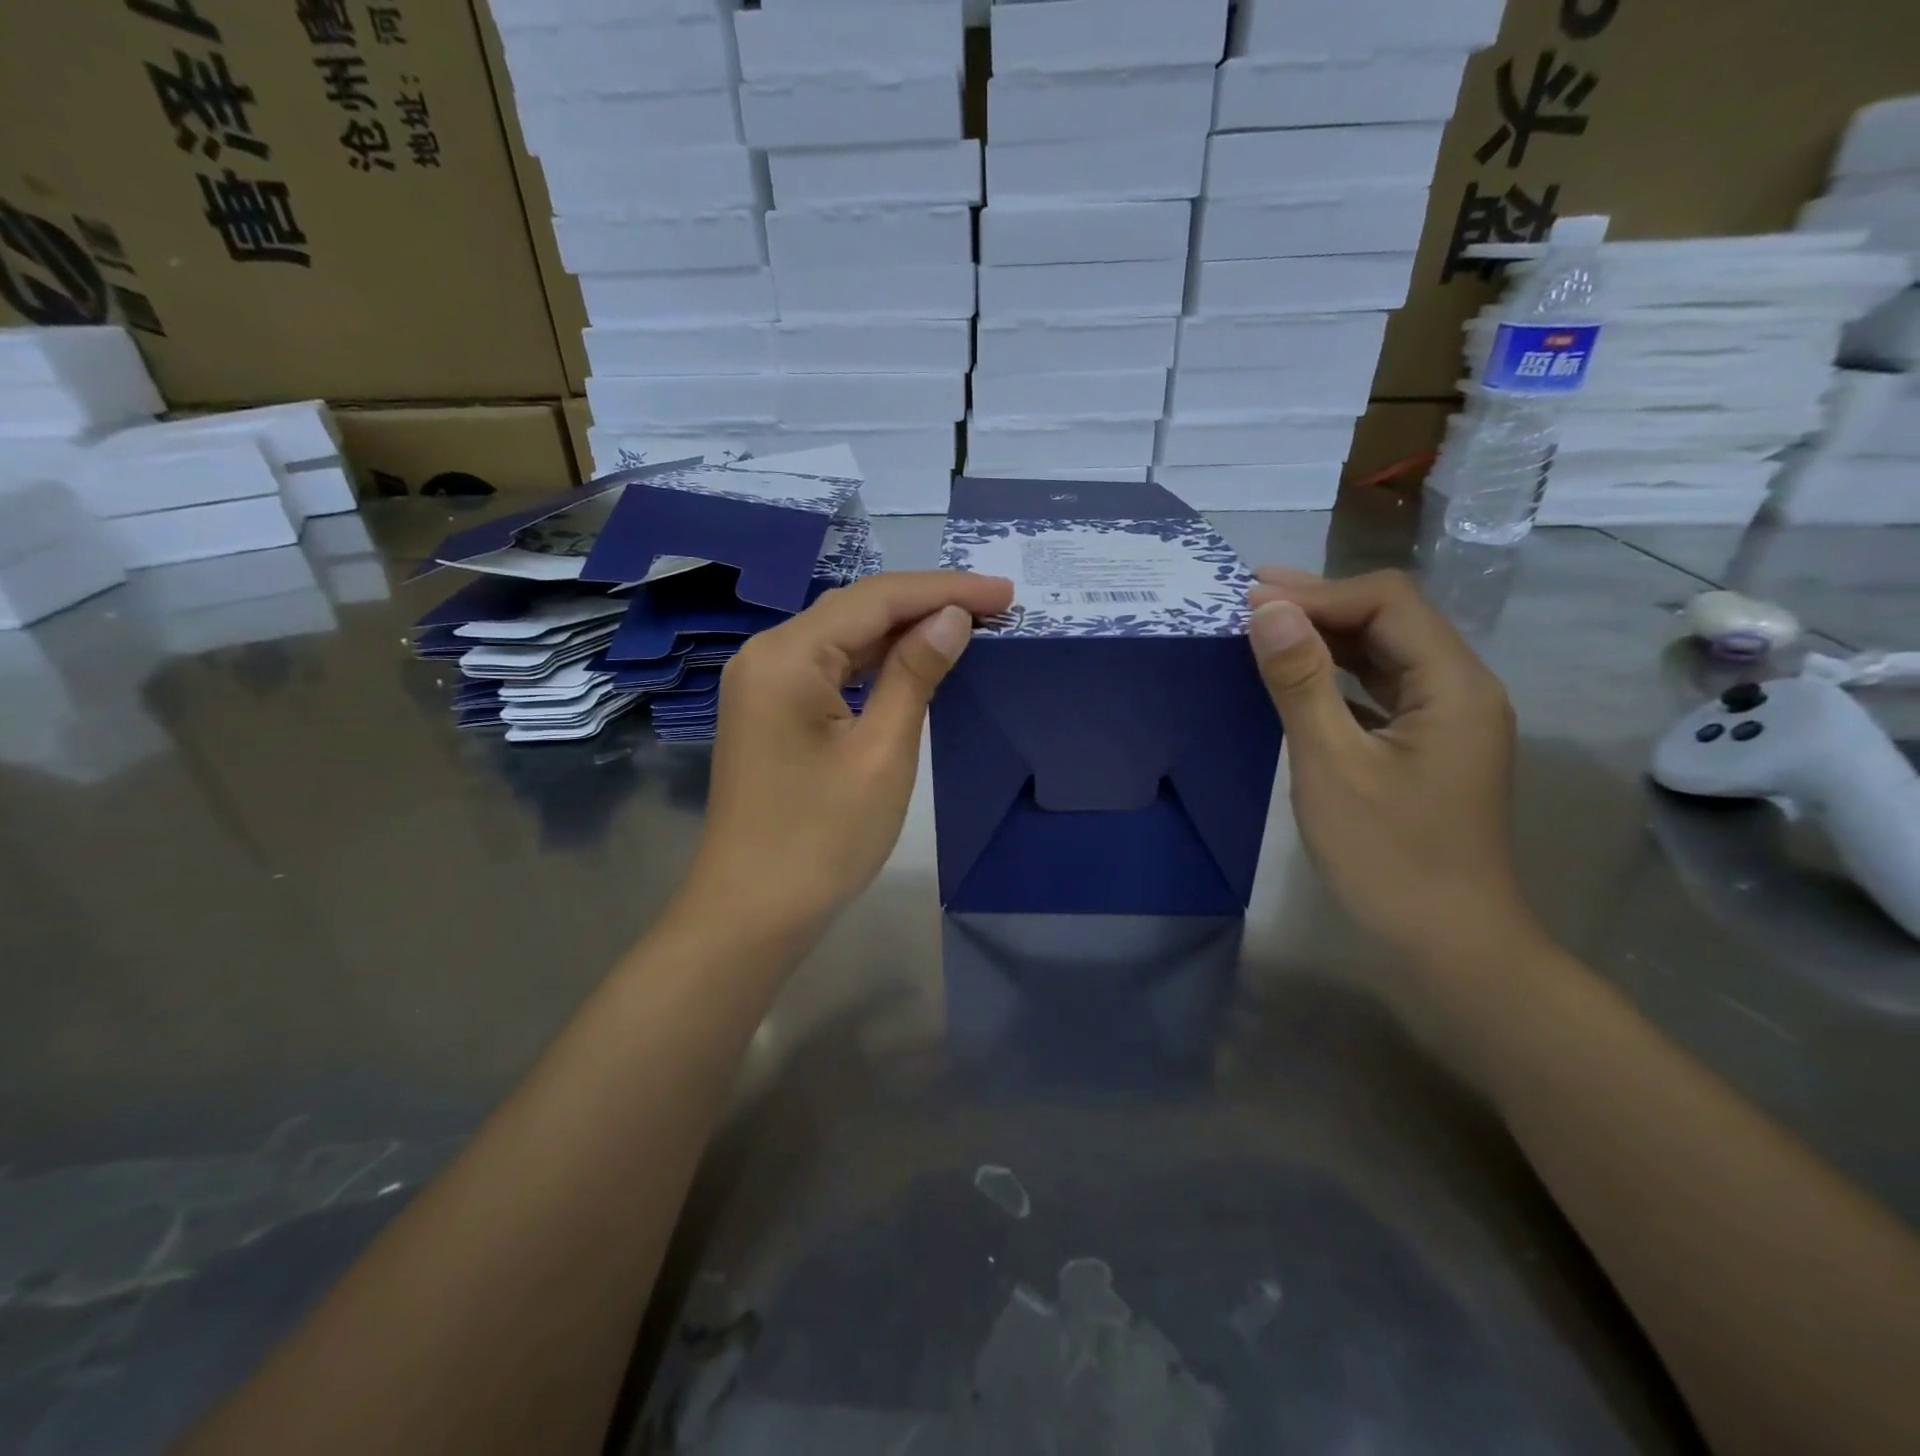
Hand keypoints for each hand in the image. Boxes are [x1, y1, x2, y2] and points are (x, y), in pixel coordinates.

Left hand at [683, 570, 1014, 941]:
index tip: (1004, 592)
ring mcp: (762, 684)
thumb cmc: (822, 839)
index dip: (944, 590)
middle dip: (926, 604)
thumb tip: (951, 618)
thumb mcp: (882, 753)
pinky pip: (828, 669)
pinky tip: (912, 662)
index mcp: (786, 655)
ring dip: (902, 631)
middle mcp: (766, 655)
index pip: (876, 599)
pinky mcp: (770, 711)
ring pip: (842, 638)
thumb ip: (915, 674)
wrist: (752, 913)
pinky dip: (874, 662)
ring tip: (966, 626)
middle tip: (995, 606)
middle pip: (856, 610)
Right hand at [1247, 568, 1536, 962]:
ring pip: (1386, 653)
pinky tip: (1299, 679)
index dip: (1317, 593)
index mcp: (1452, 684)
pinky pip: (1382, 689)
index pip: (1387, 603)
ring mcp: (1448, 719)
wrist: (1448, 941)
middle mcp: (1461, 688)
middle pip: (1392, 620)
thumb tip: (1267, 610)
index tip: (1251, 600)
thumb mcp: (1332, 765)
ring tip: (1265, 628)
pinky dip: (1338, 674)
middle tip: (1249, 601)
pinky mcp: (1429, 745)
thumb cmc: (1387, 855)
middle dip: (1320, 605)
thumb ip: (1300, 682)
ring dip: (1327, 637)